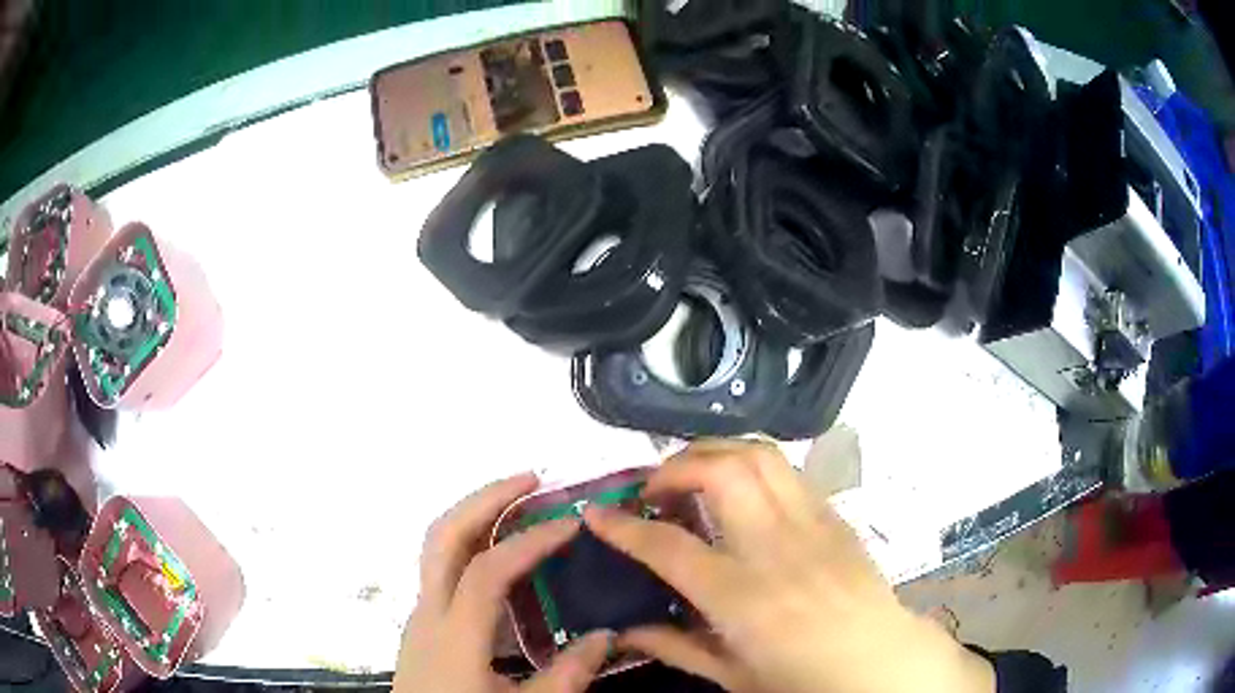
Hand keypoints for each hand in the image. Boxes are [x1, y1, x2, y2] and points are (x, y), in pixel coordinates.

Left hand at [396, 473, 613, 692]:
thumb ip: (566, 676)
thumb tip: (607, 636)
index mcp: (453, 637)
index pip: (486, 570)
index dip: (528, 541)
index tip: (569, 524)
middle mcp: (427, 614)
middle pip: (441, 536)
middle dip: (484, 499)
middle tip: (530, 479)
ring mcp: (419, 616)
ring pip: (436, 548)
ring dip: (475, 516)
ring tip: (519, 505)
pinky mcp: (422, 625)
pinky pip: (442, 570)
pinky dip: (470, 546)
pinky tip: (503, 560)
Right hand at [583, 440, 994, 692]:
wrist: (879, 661)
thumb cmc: (803, 678)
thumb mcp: (732, 676)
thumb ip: (676, 649)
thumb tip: (625, 634)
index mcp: (742, 597)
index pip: (668, 547)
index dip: (623, 527)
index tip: (595, 513)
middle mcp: (775, 547)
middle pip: (720, 472)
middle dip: (673, 467)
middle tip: (653, 489)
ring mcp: (811, 524)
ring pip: (759, 456)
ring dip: (715, 452)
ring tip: (694, 473)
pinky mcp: (834, 516)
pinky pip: (788, 473)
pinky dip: (753, 467)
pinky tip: (743, 491)